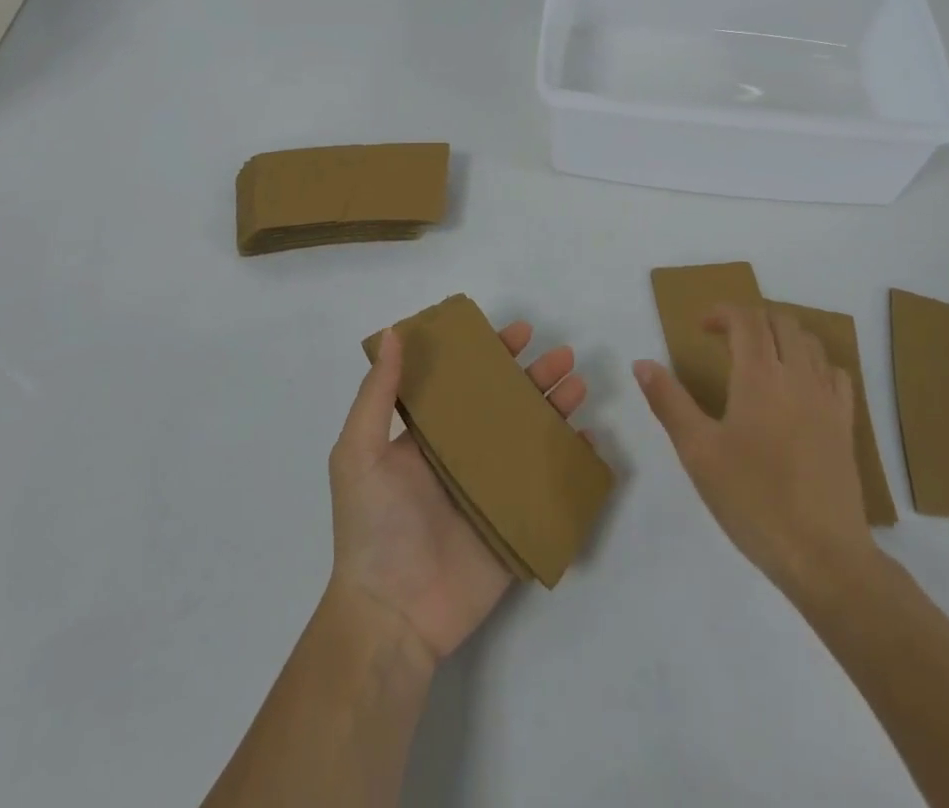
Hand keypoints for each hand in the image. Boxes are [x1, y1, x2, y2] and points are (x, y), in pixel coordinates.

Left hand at [328, 321, 589, 664]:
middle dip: (536, 377)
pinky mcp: (516, 523)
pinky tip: (589, 441)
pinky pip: (549, 486)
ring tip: (578, 387)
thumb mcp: (359, 453)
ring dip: (557, 409)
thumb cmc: (373, 527)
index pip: (467, 383)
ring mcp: (493, 489)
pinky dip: (571, 462)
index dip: (493, 355)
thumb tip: (394, 333)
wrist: (393, 617)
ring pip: (533, 438)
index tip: (520, 332)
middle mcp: (465, 455)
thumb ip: (378, 394)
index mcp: (431, 435)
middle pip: (508, 405)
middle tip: (563, 355)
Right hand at [634, 305, 877, 606]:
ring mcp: (827, 399)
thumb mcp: (698, 452)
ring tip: (760, 357)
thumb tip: (641, 363)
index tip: (701, 327)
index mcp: (759, 375)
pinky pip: (835, 373)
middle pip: (780, 321)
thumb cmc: (752, 500)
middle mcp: (797, 375)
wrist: (823, 555)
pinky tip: (799, 386)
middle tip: (726, 340)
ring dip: (782, 336)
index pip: (746, 319)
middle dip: (752, 319)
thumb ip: (669, 401)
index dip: (723, 313)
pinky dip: (814, 363)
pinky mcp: (846, 425)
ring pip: (810, 342)